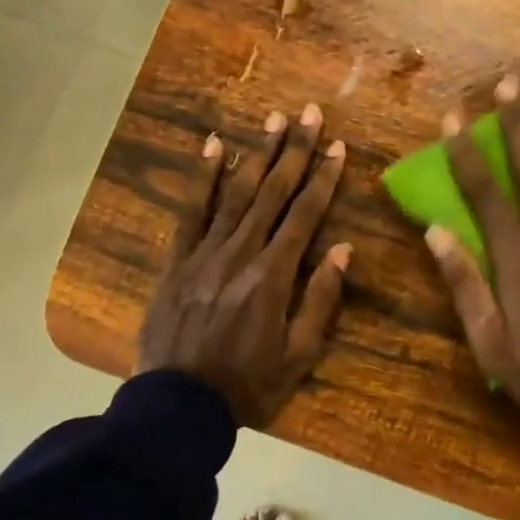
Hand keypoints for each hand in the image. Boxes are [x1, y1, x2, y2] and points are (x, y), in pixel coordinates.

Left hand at [136, 104, 351, 426]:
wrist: (179, 406)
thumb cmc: (247, 385)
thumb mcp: (299, 356)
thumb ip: (321, 300)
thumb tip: (342, 249)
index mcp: (273, 277)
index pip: (305, 216)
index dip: (324, 179)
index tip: (339, 147)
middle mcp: (240, 253)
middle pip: (273, 193)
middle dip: (295, 150)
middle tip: (310, 113)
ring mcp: (204, 253)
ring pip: (236, 193)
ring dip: (257, 153)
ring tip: (272, 118)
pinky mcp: (177, 260)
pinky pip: (190, 211)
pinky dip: (203, 177)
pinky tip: (213, 146)